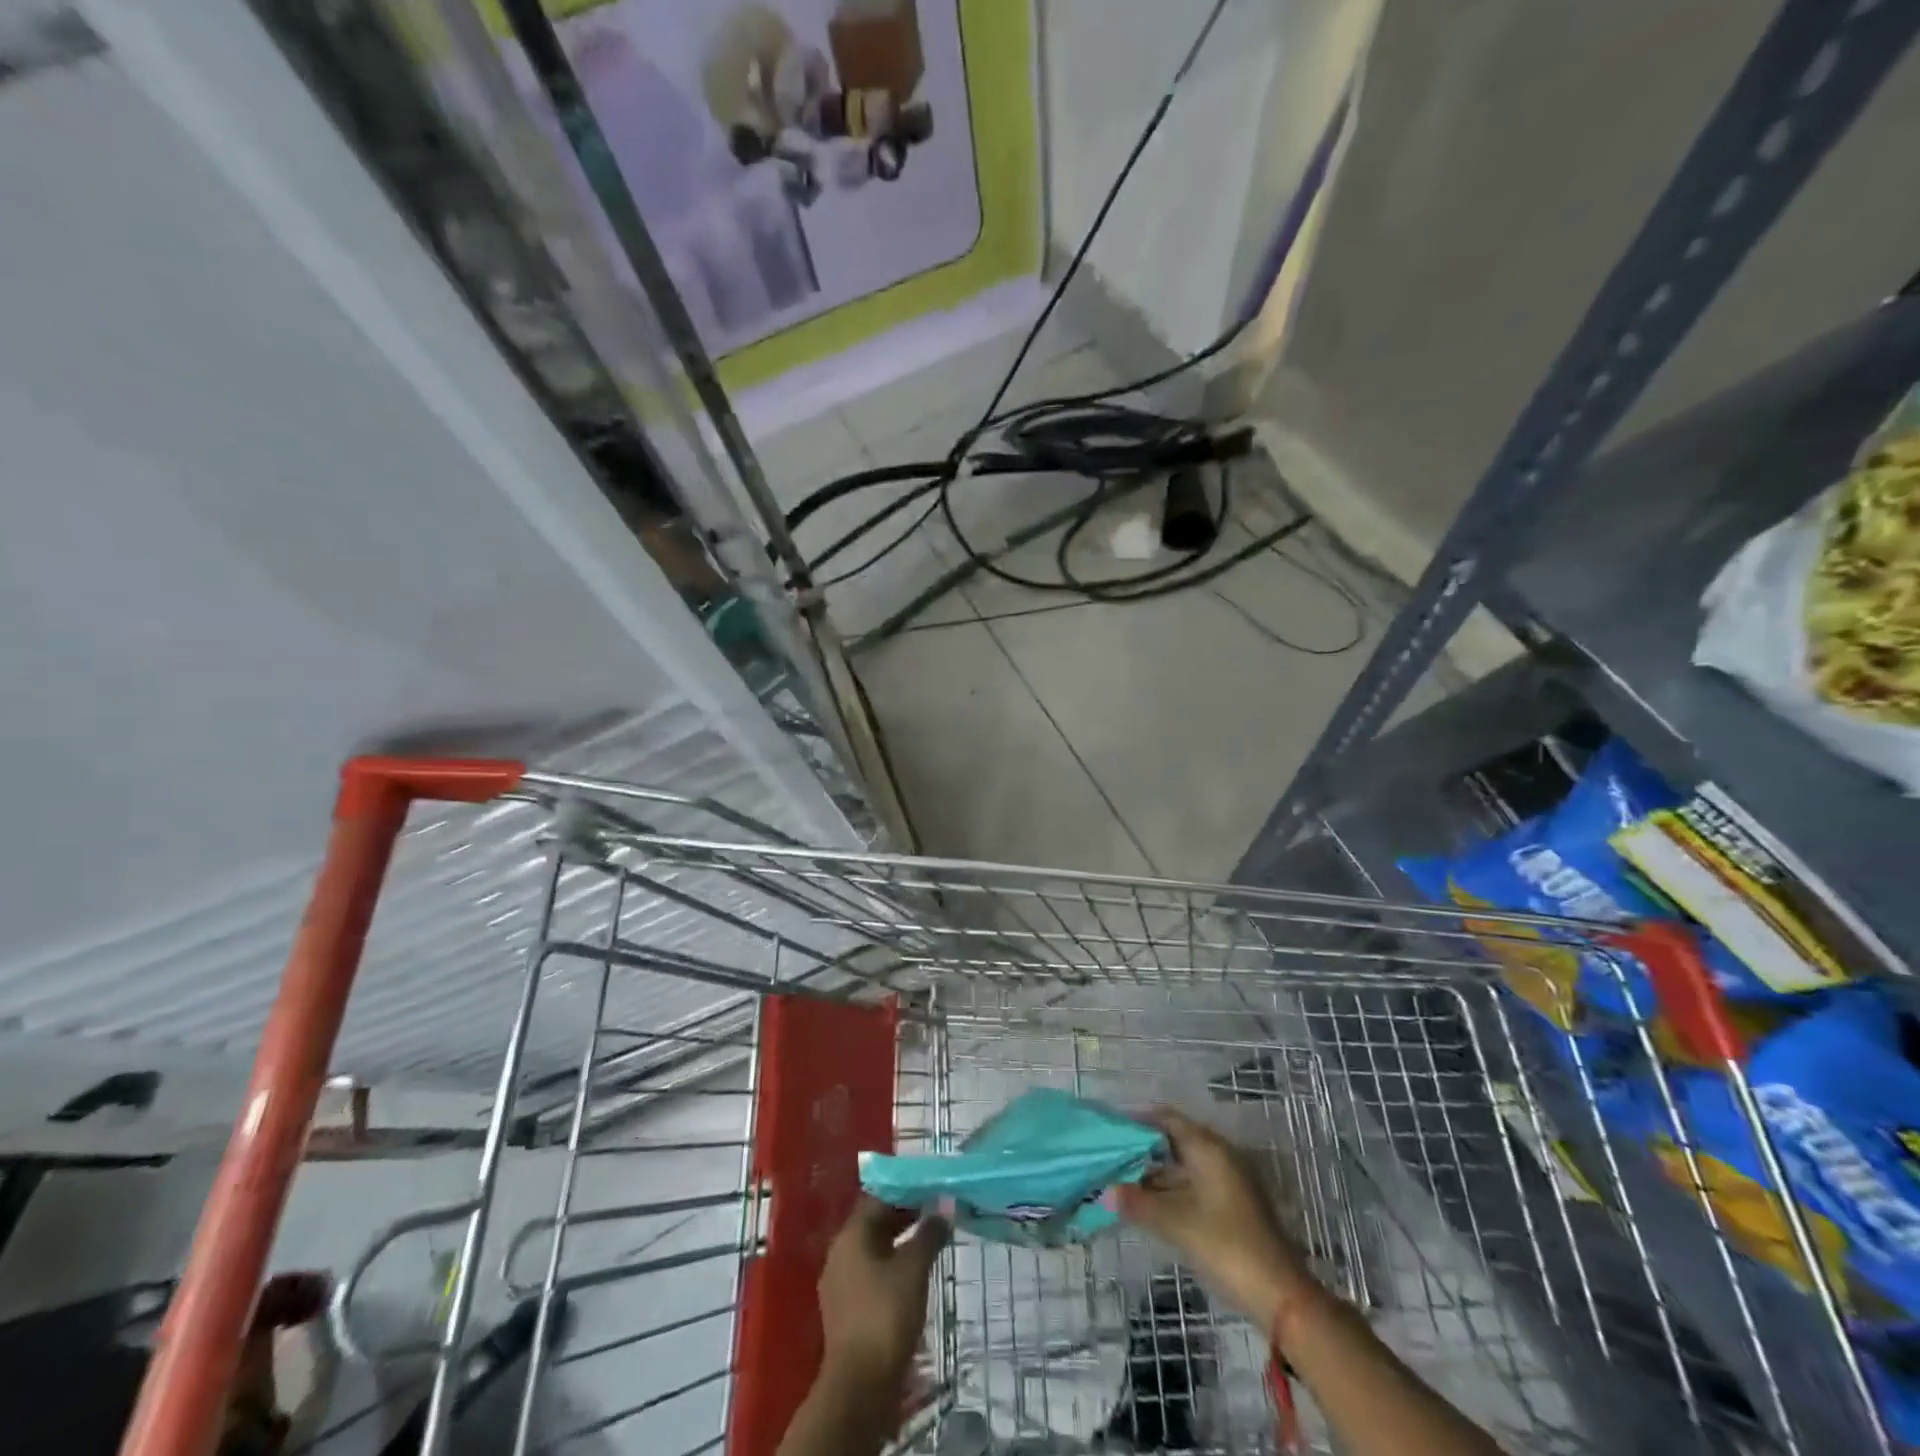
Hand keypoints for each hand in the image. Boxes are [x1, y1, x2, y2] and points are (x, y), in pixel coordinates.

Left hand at [816, 1195, 949, 1395]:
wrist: (860, 1386)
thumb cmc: (886, 1314)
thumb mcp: (914, 1268)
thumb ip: (929, 1234)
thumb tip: (943, 1208)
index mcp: (851, 1235)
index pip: (878, 1197)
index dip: (905, 1190)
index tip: (931, 1188)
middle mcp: (840, 1252)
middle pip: (874, 1222)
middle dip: (904, 1214)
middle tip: (935, 1211)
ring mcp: (840, 1283)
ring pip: (873, 1248)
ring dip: (899, 1241)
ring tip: (929, 1240)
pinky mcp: (846, 1309)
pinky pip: (870, 1273)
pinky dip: (891, 1265)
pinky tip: (912, 1274)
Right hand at [1113, 1108, 1315, 1335]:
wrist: (1282, 1297)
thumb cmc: (1226, 1246)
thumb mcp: (1176, 1224)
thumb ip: (1139, 1204)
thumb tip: (1106, 1192)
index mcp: (1209, 1149)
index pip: (1169, 1120)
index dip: (1140, 1120)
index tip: (1113, 1127)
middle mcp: (1222, 1157)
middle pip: (1176, 1142)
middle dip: (1145, 1150)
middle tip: (1113, 1158)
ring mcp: (1231, 1182)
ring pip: (1186, 1167)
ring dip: (1157, 1175)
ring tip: (1124, 1184)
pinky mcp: (1235, 1206)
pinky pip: (1196, 1186)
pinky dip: (1173, 1191)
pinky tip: (1152, 1207)